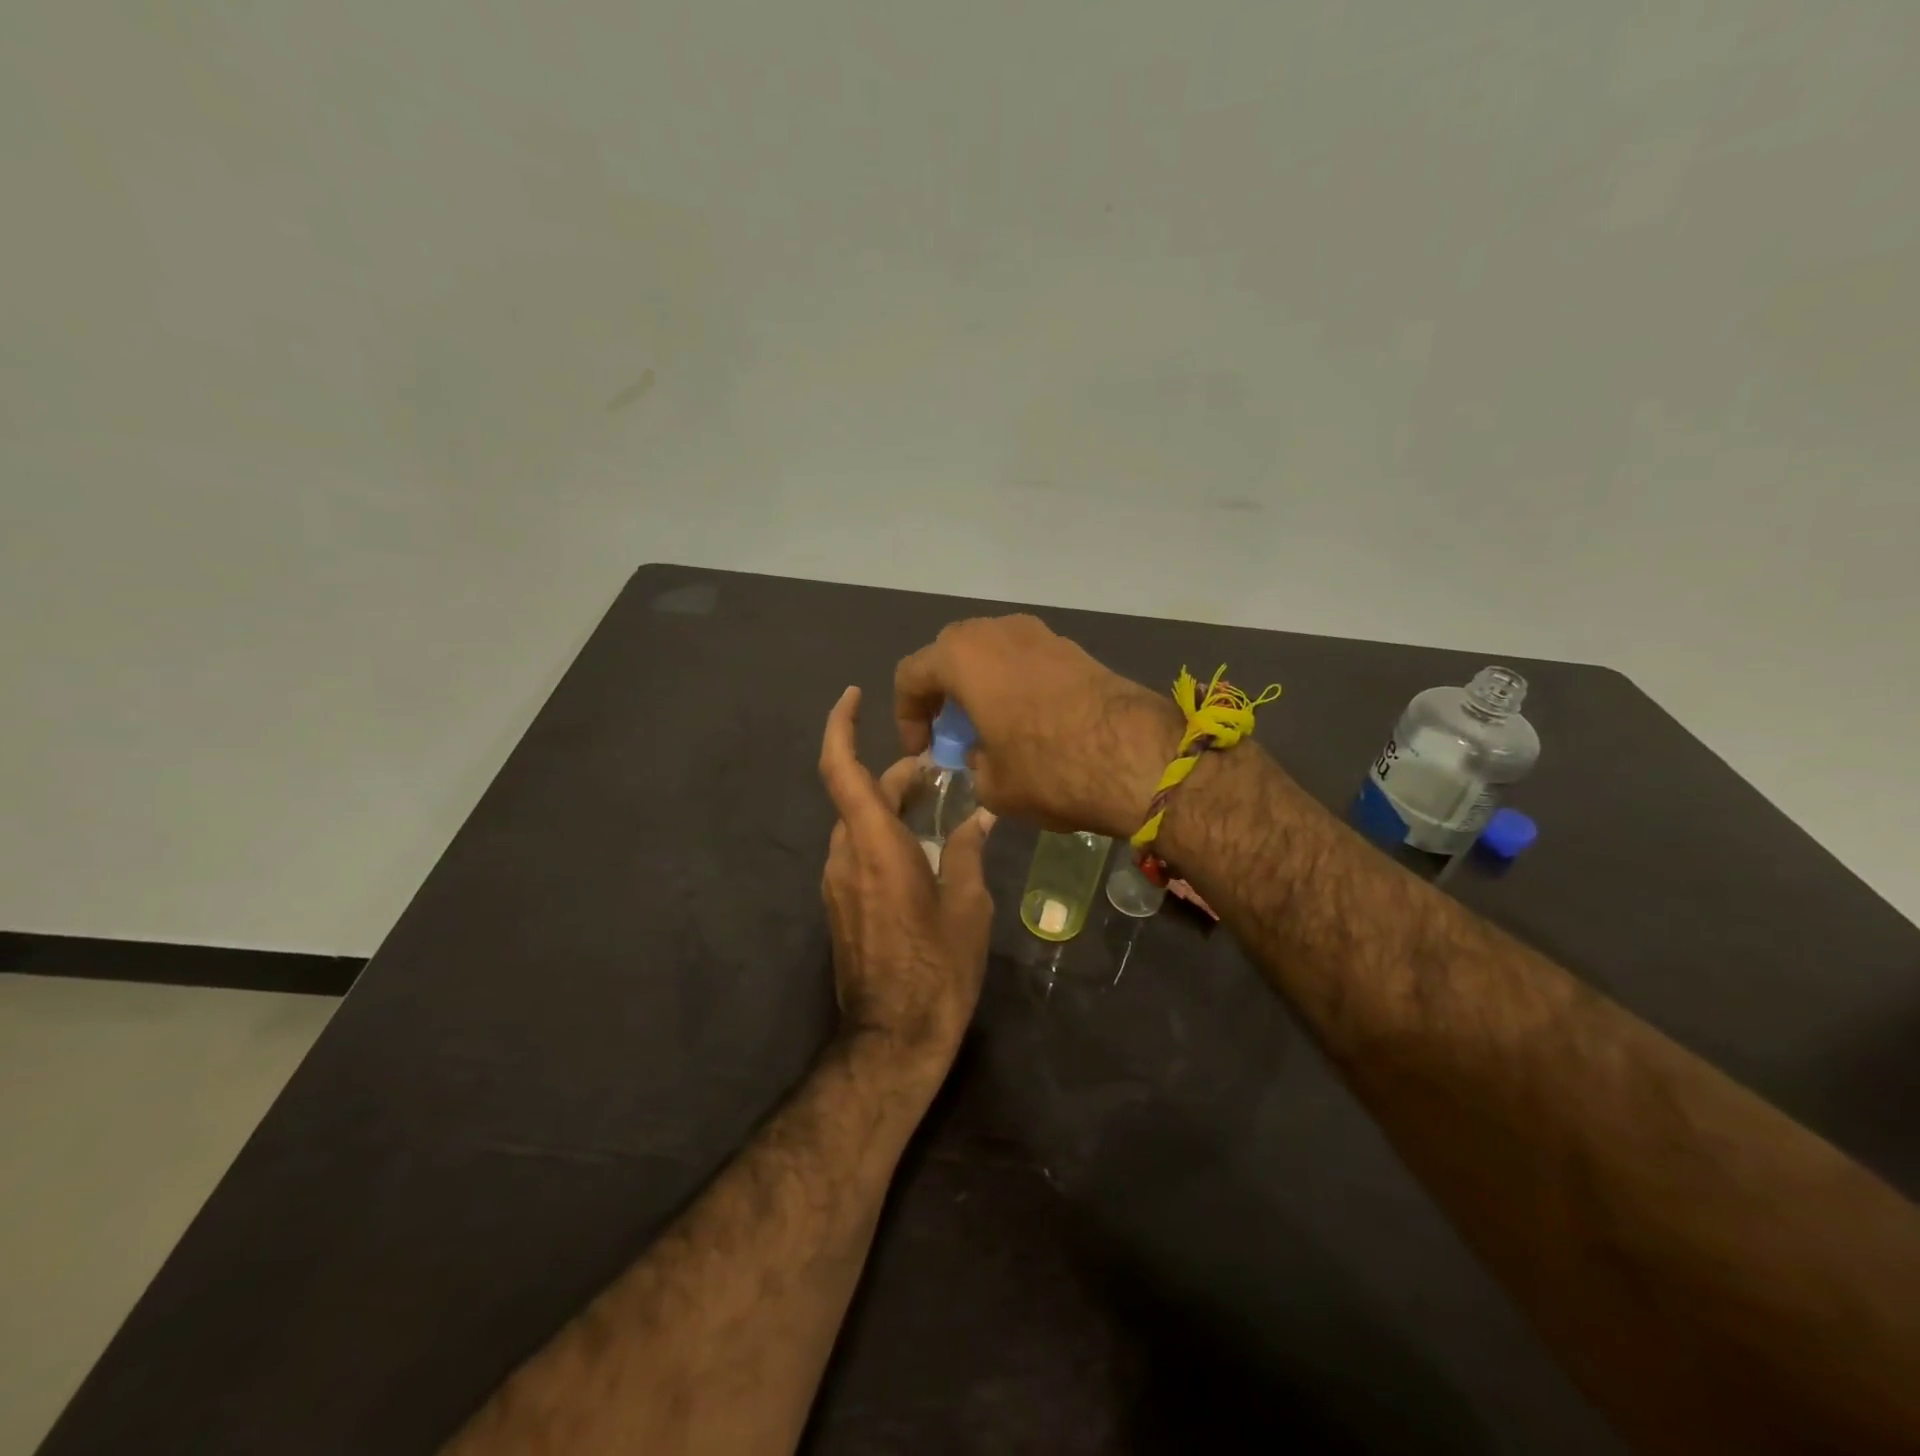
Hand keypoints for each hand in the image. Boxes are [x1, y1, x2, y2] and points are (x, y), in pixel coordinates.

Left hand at [819, 686, 995, 1072]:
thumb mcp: (967, 906)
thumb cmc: (938, 968)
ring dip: (889, 806)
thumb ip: (966, 852)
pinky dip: (883, 835)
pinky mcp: (840, 906)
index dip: (841, 726)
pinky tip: (922, 849)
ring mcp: (837, 883)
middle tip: (937, 770)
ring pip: (857, 824)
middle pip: (859, 795)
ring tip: (935, 806)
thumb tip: (977, 817)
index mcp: (874, 846)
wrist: (893, 1037)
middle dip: (894, 775)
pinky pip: (858, 852)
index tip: (852, 695)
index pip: (842, 769)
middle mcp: (845, 856)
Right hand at [894, 615, 1179, 838]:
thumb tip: (984, 756)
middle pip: (952, 654)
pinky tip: (1030, 723)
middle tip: (952, 733)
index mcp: (963, 656)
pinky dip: (1016, 685)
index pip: (911, 674)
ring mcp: (1040, 634)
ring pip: (993, 653)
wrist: (1137, 756)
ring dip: (982, 686)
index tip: (924, 751)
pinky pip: (1027, 660)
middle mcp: (997, 632)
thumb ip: (974, 765)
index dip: (906, 715)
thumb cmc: (1048, 768)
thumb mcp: (993, 785)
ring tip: (992, 728)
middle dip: (943, 693)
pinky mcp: (1074, 648)